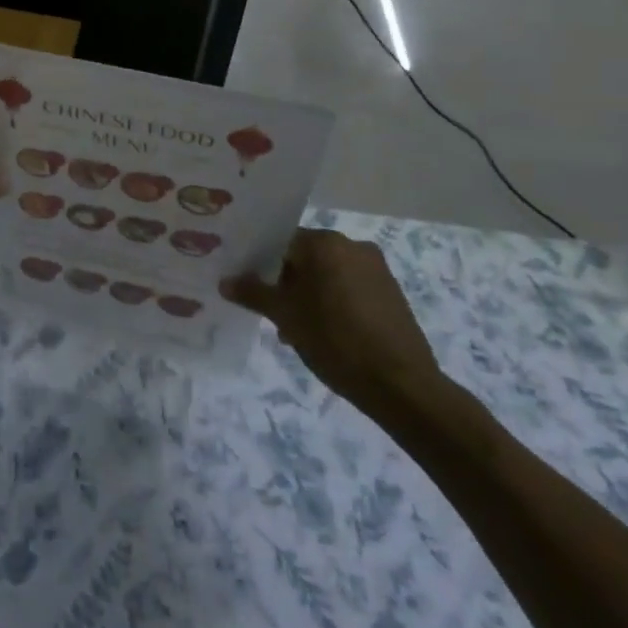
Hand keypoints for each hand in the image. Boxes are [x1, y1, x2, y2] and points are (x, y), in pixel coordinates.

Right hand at [221, 229, 441, 415]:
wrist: (401, 385)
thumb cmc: (335, 340)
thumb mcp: (285, 316)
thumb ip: (253, 293)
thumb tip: (225, 281)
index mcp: (325, 243)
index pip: (281, 241)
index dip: (261, 264)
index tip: (249, 286)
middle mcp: (353, 246)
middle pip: (306, 257)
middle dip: (286, 283)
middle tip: (272, 313)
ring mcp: (376, 269)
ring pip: (328, 274)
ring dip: (309, 296)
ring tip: (297, 331)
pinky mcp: (391, 293)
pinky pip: (350, 288)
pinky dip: (333, 303)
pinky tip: (326, 335)